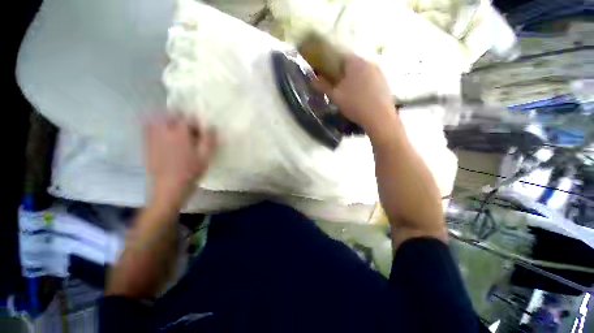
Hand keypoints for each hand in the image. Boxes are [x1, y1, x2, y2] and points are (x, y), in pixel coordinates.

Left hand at [145, 117, 215, 205]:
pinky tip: (164, 136)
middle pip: (170, 116)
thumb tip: (212, 127)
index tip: (201, 129)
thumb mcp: (205, 157)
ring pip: (157, 120)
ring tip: (176, 128)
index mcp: (180, 134)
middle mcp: (164, 132)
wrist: (169, 189)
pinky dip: (156, 127)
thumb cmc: (190, 173)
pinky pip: (148, 130)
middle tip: (189, 128)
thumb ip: (209, 140)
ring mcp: (153, 139)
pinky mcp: (147, 146)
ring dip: (167, 120)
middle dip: (181, 118)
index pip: (187, 118)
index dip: (196, 121)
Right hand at [313, 53, 396, 136]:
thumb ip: (323, 86)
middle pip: (353, 64)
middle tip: (338, 87)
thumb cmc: (354, 104)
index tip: (328, 76)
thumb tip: (313, 79)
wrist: (379, 117)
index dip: (332, 65)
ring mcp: (379, 71)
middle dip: (344, 73)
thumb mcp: (335, 96)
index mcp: (355, 62)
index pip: (341, 57)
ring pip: (363, 72)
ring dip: (355, 79)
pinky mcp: (385, 81)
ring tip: (350, 93)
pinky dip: (365, 84)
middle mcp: (369, 62)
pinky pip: (371, 79)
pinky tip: (362, 97)